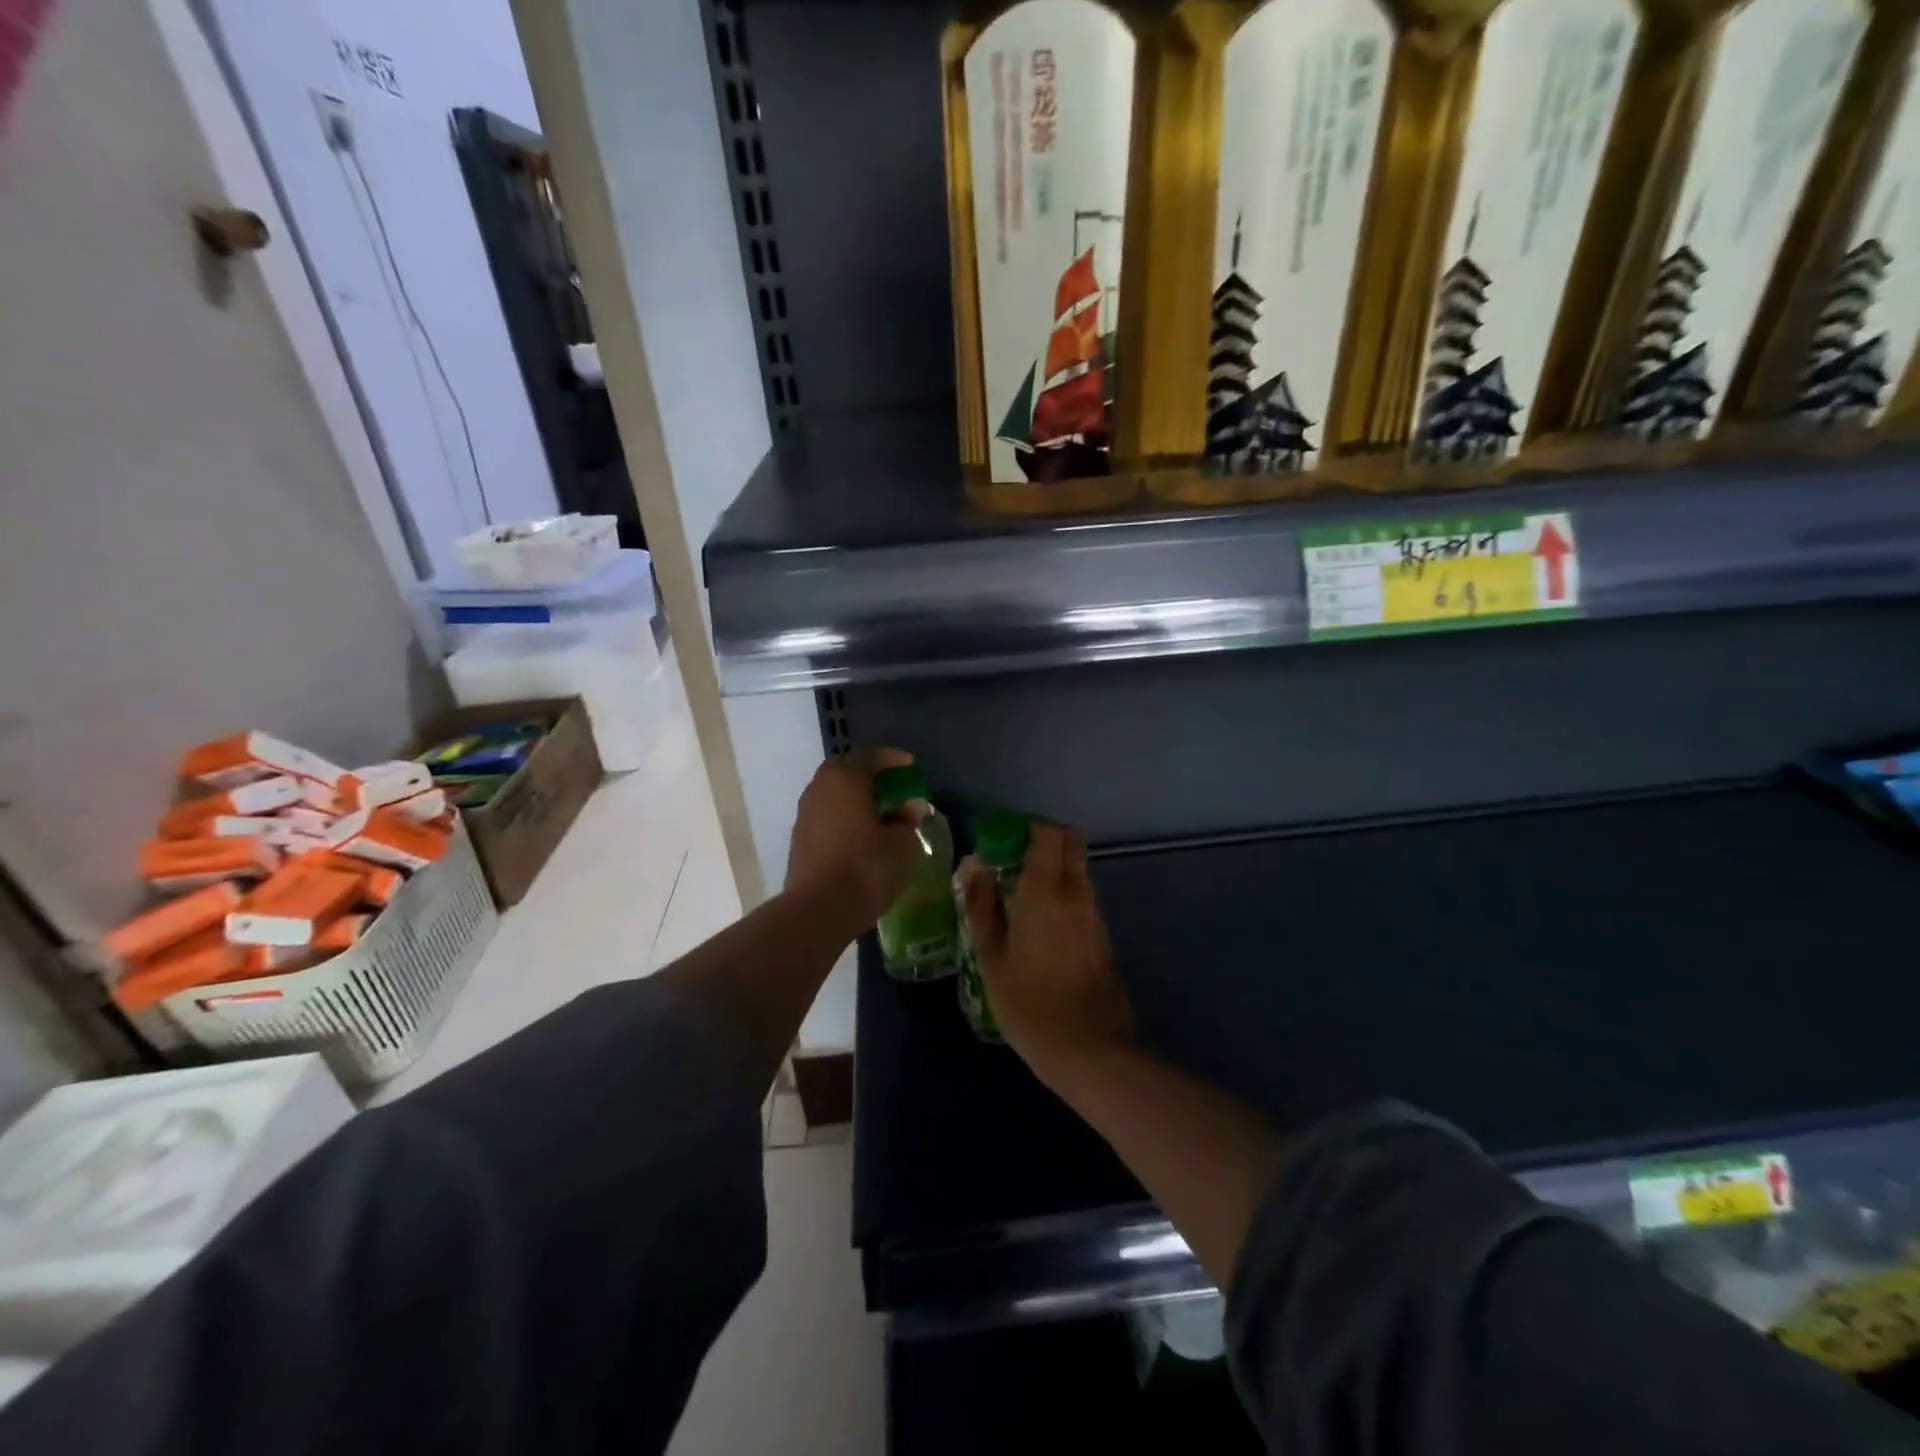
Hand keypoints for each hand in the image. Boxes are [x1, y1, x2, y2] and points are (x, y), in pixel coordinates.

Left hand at [785, 746, 921, 931]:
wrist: (818, 910)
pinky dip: (844, 818)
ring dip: (856, 798)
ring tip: (880, 814)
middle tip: (895, 788)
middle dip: (872, 776)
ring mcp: (805, 814)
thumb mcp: (901, 844)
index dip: (893, 758)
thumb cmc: (866, 867)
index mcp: (845, 778)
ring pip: (834, 794)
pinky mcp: (799, 839)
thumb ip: (906, 820)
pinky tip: (861, 836)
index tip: (911, 768)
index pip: (870, 754)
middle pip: (847, 770)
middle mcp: (820, 788)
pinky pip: (827, 816)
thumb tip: (908, 809)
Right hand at [957, 821, 1132, 1079]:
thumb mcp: (991, 957)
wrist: (1090, 1049)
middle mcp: (1076, 893)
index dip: (1026, 828)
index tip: (1002, 842)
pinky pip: (1082, 896)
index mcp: (1046, 891)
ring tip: (1020, 897)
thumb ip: (981, 905)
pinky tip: (1040, 926)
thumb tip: (972, 864)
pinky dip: (1064, 894)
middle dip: (1044, 841)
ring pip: (1078, 870)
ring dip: (1054, 869)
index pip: (1048, 834)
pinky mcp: (1103, 935)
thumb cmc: (1029, 1004)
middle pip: (1071, 843)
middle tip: (1012, 862)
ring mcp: (1094, 914)